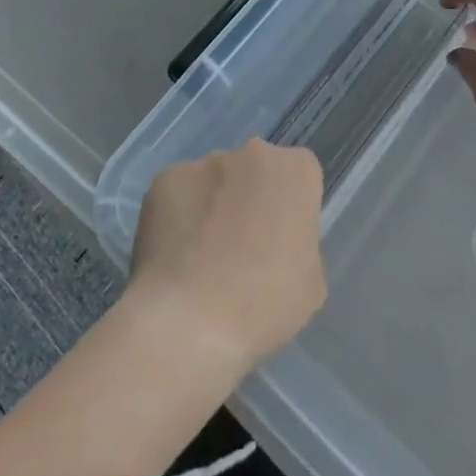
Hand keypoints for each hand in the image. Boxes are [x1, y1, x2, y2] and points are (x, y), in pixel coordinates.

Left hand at [129, 140, 326, 374]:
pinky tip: (172, 258)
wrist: (188, 323)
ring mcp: (206, 162)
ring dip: (213, 207)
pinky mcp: (165, 179)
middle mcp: (254, 152)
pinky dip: (176, 217)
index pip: (300, 177)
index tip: (280, 243)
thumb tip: (278, 246)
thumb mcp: (310, 284)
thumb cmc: (263, 304)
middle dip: (250, 199)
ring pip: (215, 181)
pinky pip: (178, 195)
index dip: (290, 210)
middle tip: (239, 249)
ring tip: (199, 259)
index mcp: (298, 171)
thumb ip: (301, 247)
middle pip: (256, 171)